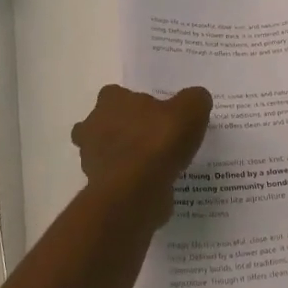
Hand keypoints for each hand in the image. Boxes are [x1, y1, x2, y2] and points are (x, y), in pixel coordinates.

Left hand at [71, 84, 212, 231]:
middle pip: (104, 123)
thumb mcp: (190, 112)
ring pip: (104, 152)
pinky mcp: (97, 187)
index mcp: (111, 101)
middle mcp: (93, 125)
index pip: (116, 94)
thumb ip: (194, 100)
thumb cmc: (157, 143)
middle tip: (151, 140)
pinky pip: (114, 179)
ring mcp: (91, 159)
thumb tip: (196, 99)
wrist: (134, 193)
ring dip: (123, 157)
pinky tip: (151, 186)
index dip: (134, 103)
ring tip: (153, 166)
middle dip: (122, 130)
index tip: (153, 115)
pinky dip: (127, 182)